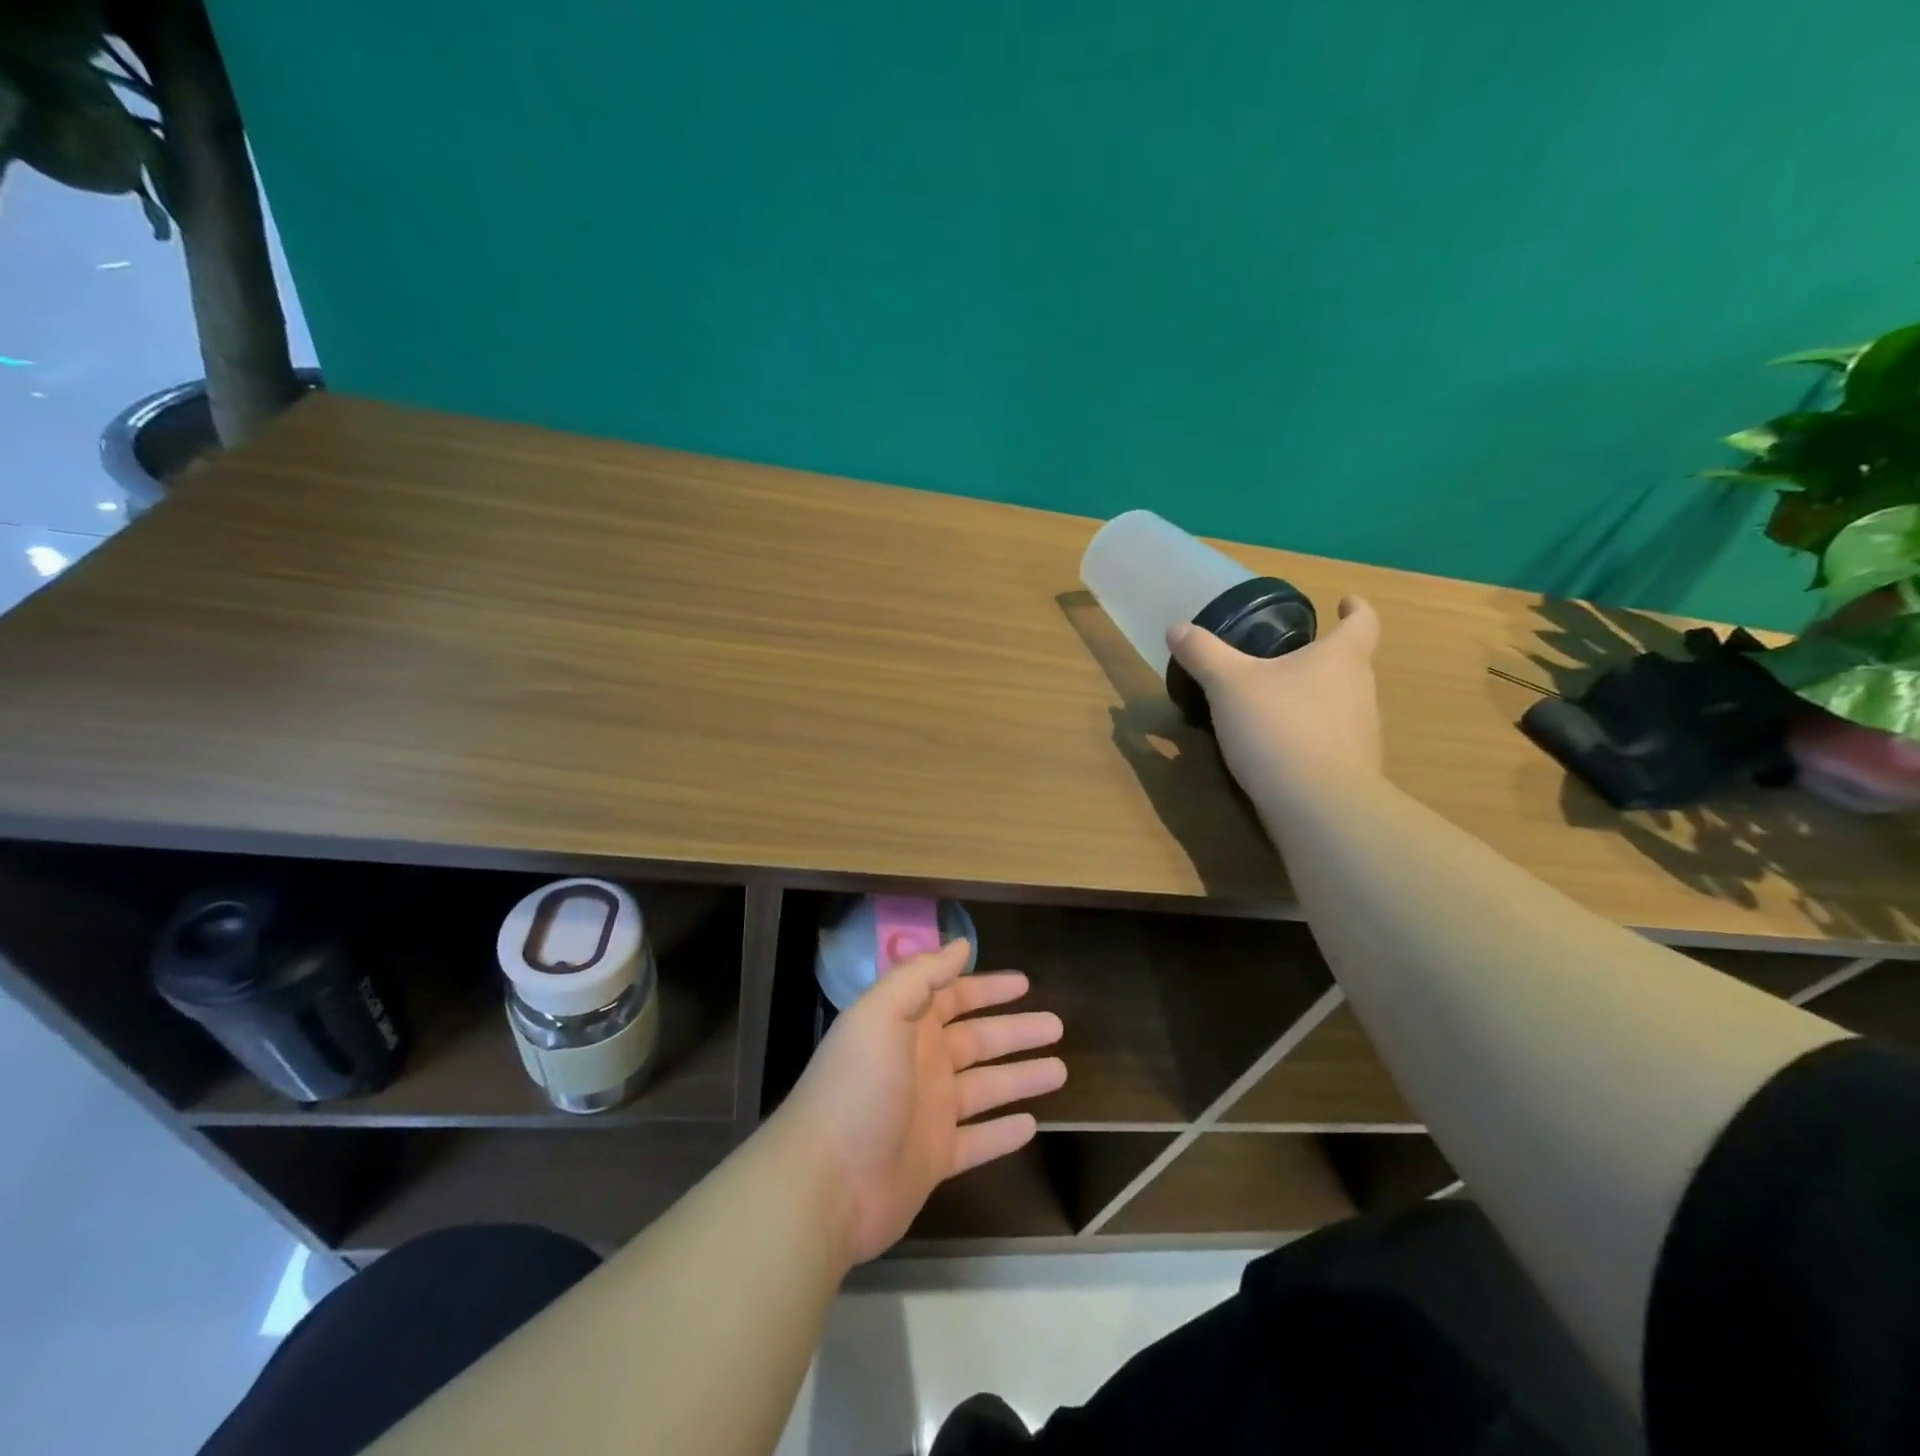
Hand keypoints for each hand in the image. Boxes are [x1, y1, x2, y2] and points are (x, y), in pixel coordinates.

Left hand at [772, 939, 1065, 1264]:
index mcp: (906, 1026)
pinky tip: (1033, 1125)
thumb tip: (960, 944)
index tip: (1025, 983)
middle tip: (1057, 1025)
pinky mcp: (933, 1159)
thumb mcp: (881, 1015)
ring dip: (1021, 1077)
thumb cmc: (856, 1087)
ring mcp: (928, 1113)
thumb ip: (920, 976)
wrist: (824, 1183)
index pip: (953, 997)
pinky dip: (1003, 1134)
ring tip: (1061, 1070)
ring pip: (986, 1088)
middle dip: (1016, 1031)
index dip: (987, 987)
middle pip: (977, 1040)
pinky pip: (978, 1141)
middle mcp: (920, 1064)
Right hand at [1167, 595, 1384, 806]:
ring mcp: (1362, 733)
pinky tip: (1278, 748)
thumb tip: (1177, 629)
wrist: (1317, 805)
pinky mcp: (1353, 769)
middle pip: (1350, 663)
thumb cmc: (1279, 727)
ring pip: (1341, 703)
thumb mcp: (1228, 684)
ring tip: (1277, 703)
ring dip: (1315, 698)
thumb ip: (1203, 654)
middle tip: (1287, 657)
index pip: (1362, 621)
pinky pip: (1331, 740)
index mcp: (1341, 658)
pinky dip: (1310, 736)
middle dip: (1323, 657)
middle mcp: (1361, 690)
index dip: (1355, 608)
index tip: (1344, 601)